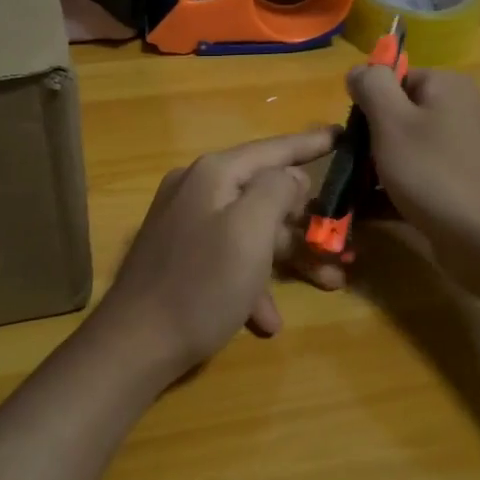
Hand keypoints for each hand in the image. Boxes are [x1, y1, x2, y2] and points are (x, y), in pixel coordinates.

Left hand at [90, 128, 336, 381]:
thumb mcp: (250, 232)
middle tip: (345, 240)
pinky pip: (229, 259)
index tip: (343, 135)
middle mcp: (197, 190)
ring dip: (289, 257)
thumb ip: (276, 191)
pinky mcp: (181, 257)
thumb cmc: (201, 284)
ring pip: (252, 231)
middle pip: (265, 194)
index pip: (273, 149)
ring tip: (328, 283)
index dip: (311, 143)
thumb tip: (291, 176)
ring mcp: (186, 224)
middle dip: (308, 222)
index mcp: (214, 174)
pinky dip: (252, 284)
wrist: (134, 344)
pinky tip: (267, 320)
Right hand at [346, 66, 479, 290]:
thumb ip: (372, 87)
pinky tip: (364, 212)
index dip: (367, 104)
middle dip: (367, 141)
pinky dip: (390, 191)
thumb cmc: (435, 174)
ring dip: (373, 170)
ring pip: (401, 150)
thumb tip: (359, 69)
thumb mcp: (393, 122)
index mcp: (446, 87)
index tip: (353, 135)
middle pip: (396, 115)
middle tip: (351, 168)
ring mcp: (458, 151)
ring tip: (352, 194)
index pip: (393, 79)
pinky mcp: (455, 185)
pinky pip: (414, 178)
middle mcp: (456, 112)